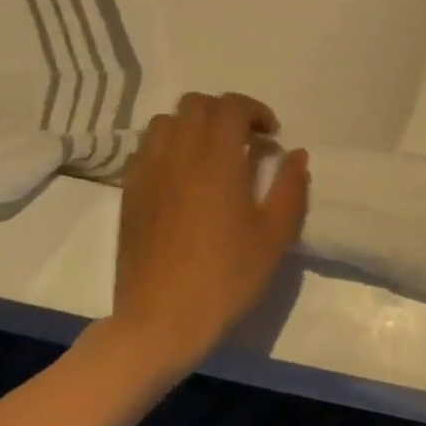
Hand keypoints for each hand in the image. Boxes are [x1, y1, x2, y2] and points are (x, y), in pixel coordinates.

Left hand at [90, 92, 309, 383]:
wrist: (161, 320)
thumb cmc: (226, 278)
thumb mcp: (274, 236)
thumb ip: (290, 188)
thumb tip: (295, 155)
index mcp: (216, 161)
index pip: (230, 106)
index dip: (255, 111)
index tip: (271, 136)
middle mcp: (178, 155)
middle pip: (195, 104)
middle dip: (225, 112)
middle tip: (246, 142)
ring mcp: (148, 173)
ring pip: (166, 121)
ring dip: (194, 126)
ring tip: (213, 155)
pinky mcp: (130, 193)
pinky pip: (147, 148)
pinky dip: (170, 146)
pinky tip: (184, 177)